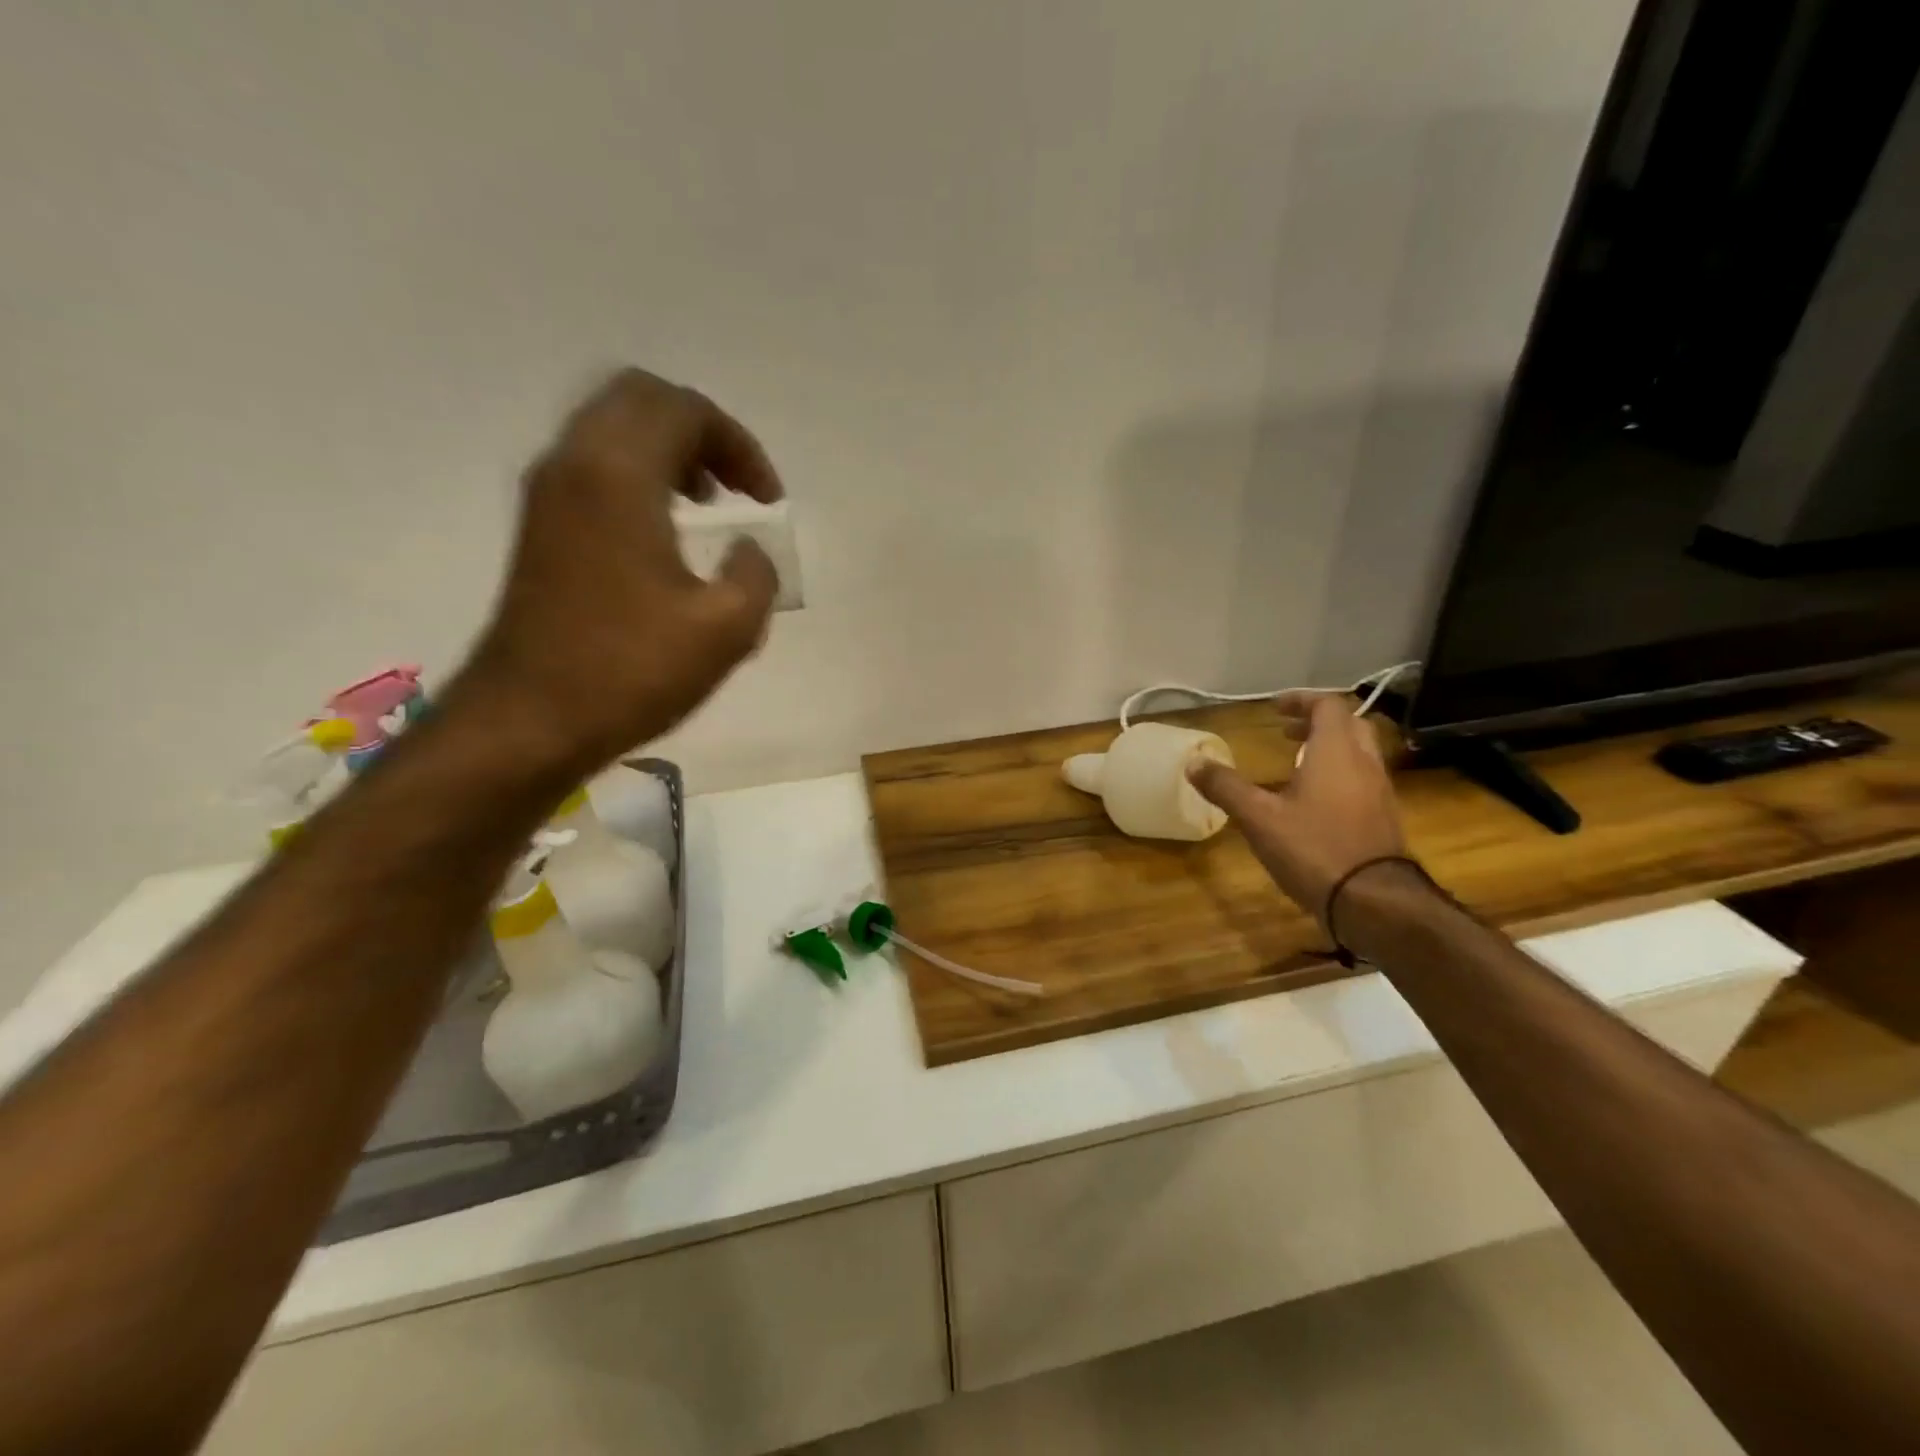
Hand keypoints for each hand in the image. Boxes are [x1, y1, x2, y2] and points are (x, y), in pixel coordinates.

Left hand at [460, 368, 785, 770]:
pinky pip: (594, 465)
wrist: (529, 721)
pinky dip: (638, 474)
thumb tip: (748, 551)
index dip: (739, 445)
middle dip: (700, 431)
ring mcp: (547, 493)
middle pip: (641, 399)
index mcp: (618, 476)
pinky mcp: (540, 527)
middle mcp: (574, 464)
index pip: (685, 410)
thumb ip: (756, 575)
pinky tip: (666, 531)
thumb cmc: (630, 671)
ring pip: (612, 428)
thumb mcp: (726, 630)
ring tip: (707, 503)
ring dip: (668, 450)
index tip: (768, 500)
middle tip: (737, 485)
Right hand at [1187, 692, 1407, 922]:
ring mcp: (1380, 792)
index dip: (1301, 700)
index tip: (1275, 708)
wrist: (1374, 901)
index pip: (1328, 706)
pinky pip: (1363, 780)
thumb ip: (1226, 787)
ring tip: (1296, 764)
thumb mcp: (1259, 818)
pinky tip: (1314, 801)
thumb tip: (1193, 763)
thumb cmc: (1314, 848)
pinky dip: (1339, 774)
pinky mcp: (1384, 818)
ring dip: (1329, 749)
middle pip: (1349, 725)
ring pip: (1359, 753)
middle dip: (1317, 722)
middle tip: (1286, 732)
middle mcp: (1364, 764)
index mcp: (1335, 752)